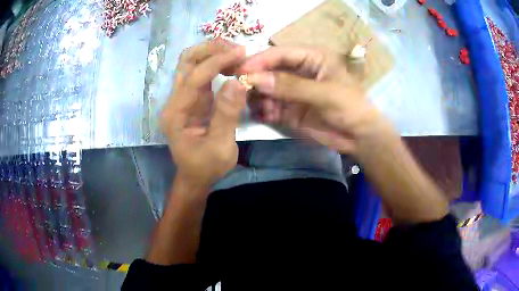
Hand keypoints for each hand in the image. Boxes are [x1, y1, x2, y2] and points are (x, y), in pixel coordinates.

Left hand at [160, 39, 246, 189]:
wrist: (195, 177)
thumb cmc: (206, 166)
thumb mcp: (219, 147)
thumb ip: (226, 114)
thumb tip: (238, 81)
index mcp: (176, 113)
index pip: (194, 77)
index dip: (217, 62)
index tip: (241, 53)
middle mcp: (175, 100)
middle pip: (186, 61)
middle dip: (210, 49)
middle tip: (237, 48)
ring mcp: (183, 97)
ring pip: (192, 63)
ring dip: (213, 52)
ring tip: (237, 53)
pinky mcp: (193, 98)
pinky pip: (201, 72)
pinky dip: (216, 63)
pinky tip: (232, 64)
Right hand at [238, 47, 393, 154]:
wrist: (359, 137)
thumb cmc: (350, 107)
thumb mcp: (325, 93)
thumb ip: (292, 86)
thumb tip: (256, 79)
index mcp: (311, 58)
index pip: (280, 54)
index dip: (260, 60)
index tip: (240, 70)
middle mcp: (298, 71)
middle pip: (269, 70)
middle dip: (254, 79)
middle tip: (238, 89)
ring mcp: (292, 92)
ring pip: (265, 89)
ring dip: (256, 96)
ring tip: (252, 105)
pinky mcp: (289, 110)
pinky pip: (269, 107)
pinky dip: (263, 111)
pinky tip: (262, 116)